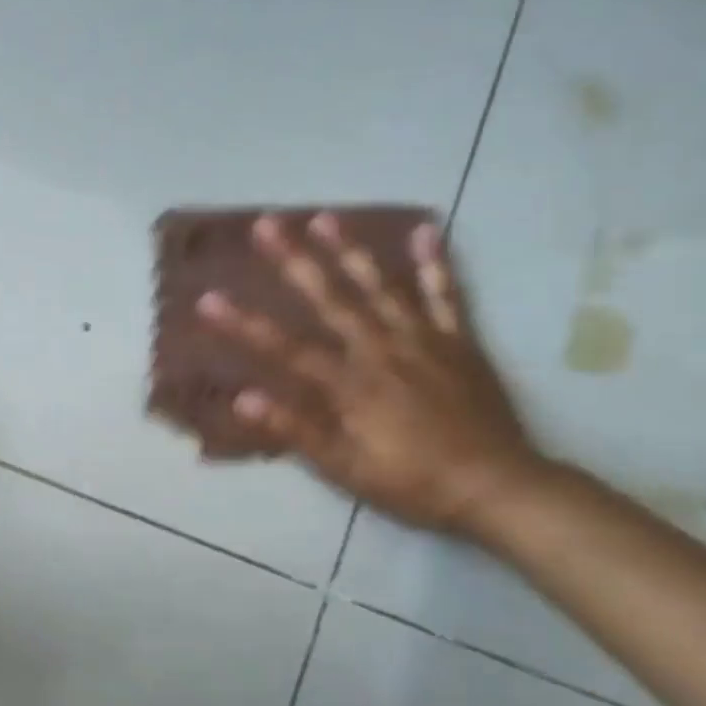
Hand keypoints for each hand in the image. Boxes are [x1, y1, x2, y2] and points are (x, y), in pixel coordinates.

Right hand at [197, 212, 545, 534]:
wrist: (497, 488)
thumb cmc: (412, 483)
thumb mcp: (345, 468)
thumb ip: (296, 429)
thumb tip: (243, 398)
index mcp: (350, 384)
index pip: (285, 348)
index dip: (243, 323)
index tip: (208, 299)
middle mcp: (381, 350)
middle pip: (330, 299)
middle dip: (294, 261)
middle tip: (267, 225)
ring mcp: (423, 341)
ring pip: (381, 286)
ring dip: (350, 250)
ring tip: (324, 217)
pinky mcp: (459, 342)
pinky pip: (446, 295)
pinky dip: (434, 263)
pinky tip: (423, 230)